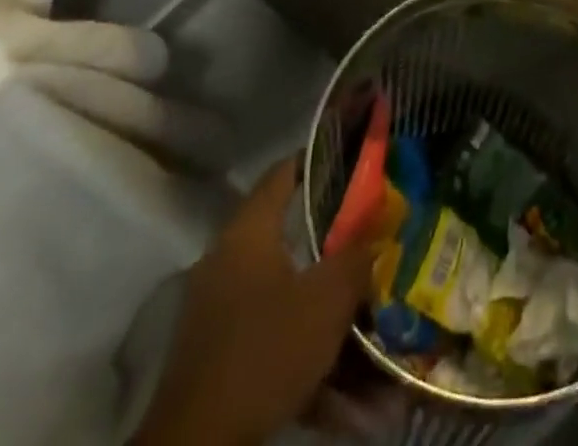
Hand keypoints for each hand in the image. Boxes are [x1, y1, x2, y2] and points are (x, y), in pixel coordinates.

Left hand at [136, 158, 378, 445]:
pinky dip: (299, 337)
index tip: (350, 159)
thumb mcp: (327, 299)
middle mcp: (226, 258)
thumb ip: (357, 258)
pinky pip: (268, 327)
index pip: (282, 173)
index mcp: (248, 231)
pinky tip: (333, 371)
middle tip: (366, 233)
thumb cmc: (265, 348)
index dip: (316, 160)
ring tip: (358, 308)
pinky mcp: (214, 350)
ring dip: (318, 296)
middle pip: (285, 231)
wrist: (199, 443)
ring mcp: (215, 305)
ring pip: (281, 285)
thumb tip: (378, 233)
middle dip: (328, 236)